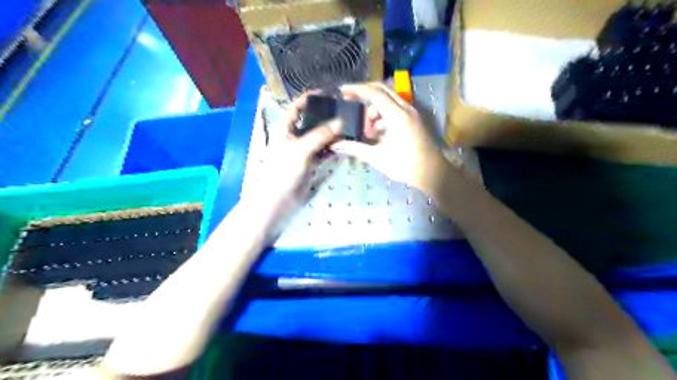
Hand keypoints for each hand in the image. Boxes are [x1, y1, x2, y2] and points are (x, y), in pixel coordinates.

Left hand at [241, 91, 340, 235]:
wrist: (280, 198)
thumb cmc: (284, 170)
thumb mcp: (301, 149)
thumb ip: (320, 135)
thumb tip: (340, 122)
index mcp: (285, 128)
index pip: (297, 107)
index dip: (309, 98)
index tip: (327, 93)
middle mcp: (294, 135)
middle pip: (311, 121)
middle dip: (326, 116)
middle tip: (343, 110)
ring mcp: (303, 149)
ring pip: (319, 136)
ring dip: (331, 132)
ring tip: (348, 125)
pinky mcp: (311, 161)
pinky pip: (324, 150)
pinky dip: (332, 146)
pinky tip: (344, 143)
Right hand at [330, 81, 447, 191]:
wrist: (433, 173)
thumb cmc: (406, 166)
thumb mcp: (378, 157)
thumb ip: (355, 148)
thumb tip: (335, 145)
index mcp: (398, 116)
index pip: (374, 93)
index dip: (357, 89)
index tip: (342, 90)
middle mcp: (406, 108)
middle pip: (382, 90)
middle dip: (364, 94)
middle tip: (349, 102)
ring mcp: (411, 112)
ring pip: (387, 100)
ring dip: (373, 109)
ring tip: (367, 131)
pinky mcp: (412, 118)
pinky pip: (394, 108)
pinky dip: (382, 115)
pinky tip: (376, 133)